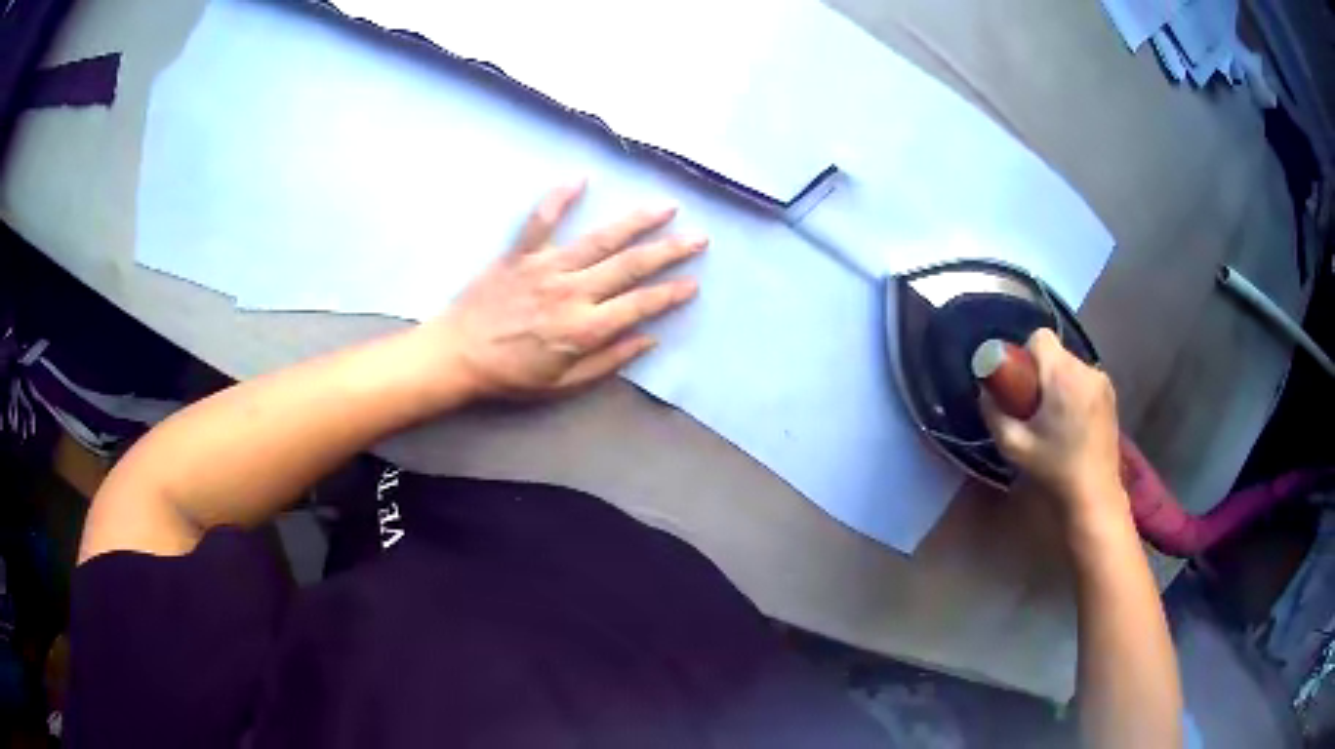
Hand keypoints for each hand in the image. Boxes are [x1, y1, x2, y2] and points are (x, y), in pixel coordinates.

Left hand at [422, 180, 704, 399]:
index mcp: (584, 328)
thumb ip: (607, 361)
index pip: (639, 305)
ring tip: (666, 207)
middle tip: (699, 237)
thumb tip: (648, 340)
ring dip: (636, 221)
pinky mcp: (520, 254)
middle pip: (630, 266)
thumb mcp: (563, 385)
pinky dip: (559, 198)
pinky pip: (542, 221)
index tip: (693, 283)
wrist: (457, 355)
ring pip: (600, 239)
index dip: (670, 294)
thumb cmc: (510, 376)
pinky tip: (581, 178)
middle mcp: (572, 292)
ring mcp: (546, 268)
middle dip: (669, 251)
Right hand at [980, 329, 1124, 523]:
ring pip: (1071, 366)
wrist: (1094, 495)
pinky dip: (1074, 392)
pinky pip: (1085, 380)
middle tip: (1033, 406)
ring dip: (1059, 382)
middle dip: (1041, 372)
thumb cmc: (1054, 469)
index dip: (1025, 355)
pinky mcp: (1111, 396)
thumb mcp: (1013, 446)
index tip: (1021, 385)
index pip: (1039, 337)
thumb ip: (994, 414)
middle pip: (1056, 352)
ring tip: (1055, 419)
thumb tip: (984, 392)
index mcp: (1062, 375)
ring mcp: (1103, 382)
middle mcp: (1086, 369)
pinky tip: (1072, 424)